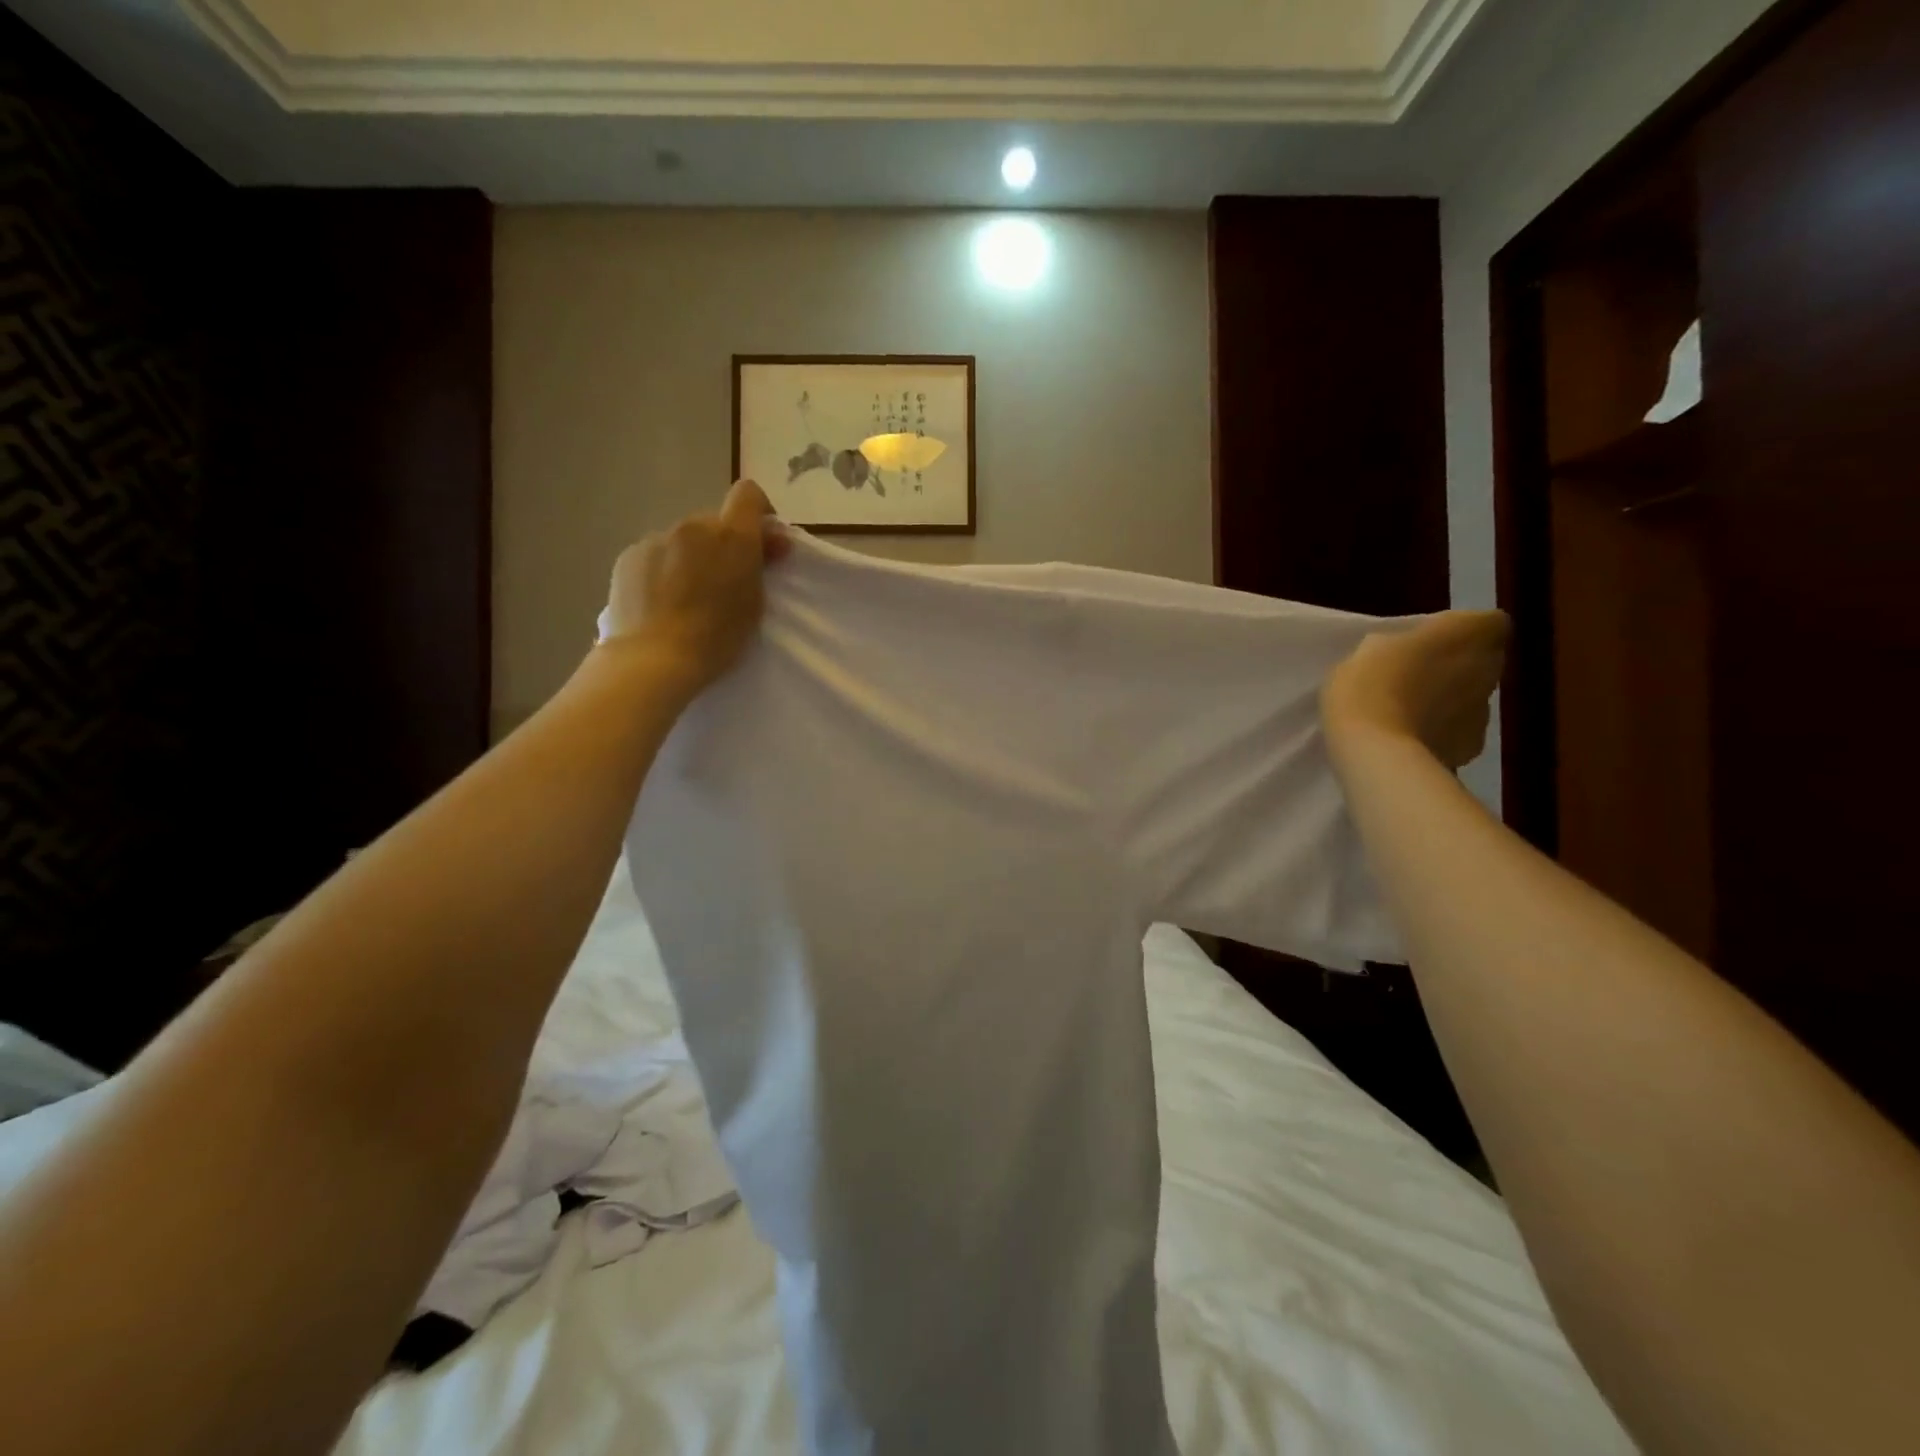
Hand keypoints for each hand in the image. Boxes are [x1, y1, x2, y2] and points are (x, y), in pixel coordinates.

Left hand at [603, 480, 790, 692]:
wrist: (653, 659)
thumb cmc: (716, 637)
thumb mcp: (754, 603)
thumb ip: (760, 565)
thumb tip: (770, 541)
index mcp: (731, 536)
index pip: (748, 494)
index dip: (758, 511)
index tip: (761, 540)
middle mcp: (693, 526)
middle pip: (714, 521)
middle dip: (723, 543)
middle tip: (724, 581)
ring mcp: (657, 538)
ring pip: (683, 539)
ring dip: (691, 557)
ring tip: (687, 596)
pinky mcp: (629, 556)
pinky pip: (656, 554)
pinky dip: (663, 569)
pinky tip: (661, 601)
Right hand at [1322, 611, 1509, 769]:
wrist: (1377, 751)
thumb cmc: (1370, 686)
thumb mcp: (1369, 650)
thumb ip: (1402, 645)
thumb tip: (1409, 654)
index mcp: (1467, 635)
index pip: (1490, 622)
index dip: (1463, 630)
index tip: (1431, 640)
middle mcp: (1488, 668)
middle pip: (1483, 660)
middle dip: (1455, 665)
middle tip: (1413, 675)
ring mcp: (1485, 711)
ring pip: (1471, 696)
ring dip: (1448, 699)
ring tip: (1406, 712)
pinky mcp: (1472, 746)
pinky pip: (1459, 730)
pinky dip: (1441, 731)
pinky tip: (1409, 739)